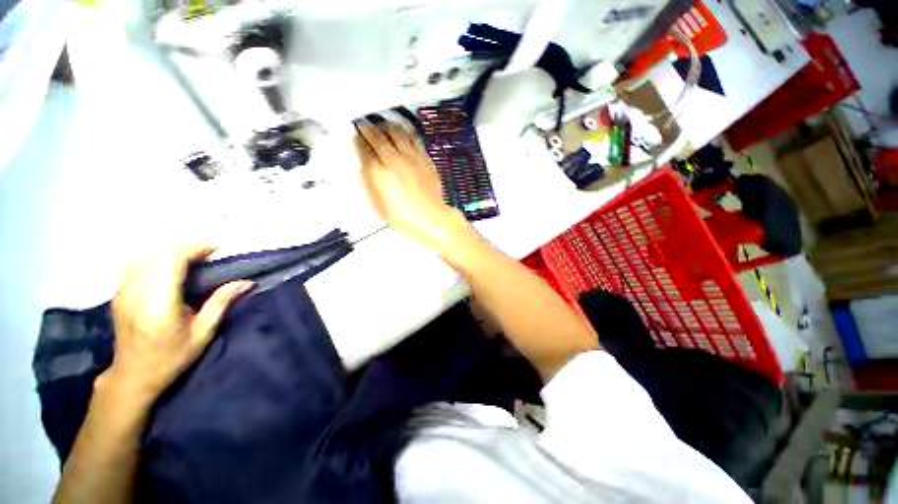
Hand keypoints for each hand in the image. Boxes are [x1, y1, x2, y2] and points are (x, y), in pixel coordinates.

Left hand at [106, 243, 253, 406]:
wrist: (133, 375)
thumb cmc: (172, 357)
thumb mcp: (203, 333)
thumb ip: (221, 303)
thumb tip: (246, 282)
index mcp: (159, 302)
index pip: (172, 259)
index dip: (195, 248)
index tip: (216, 251)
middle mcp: (136, 291)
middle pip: (158, 252)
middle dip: (186, 247)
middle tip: (208, 255)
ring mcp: (123, 291)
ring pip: (145, 254)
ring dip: (170, 251)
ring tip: (191, 260)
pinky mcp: (119, 292)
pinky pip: (136, 263)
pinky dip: (156, 258)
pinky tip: (169, 269)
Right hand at [354, 123, 472, 252]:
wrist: (432, 218)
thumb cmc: (403, 217)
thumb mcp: (379, 205)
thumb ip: (370, 183)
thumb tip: (365, 165)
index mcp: (379, 173)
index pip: (364, 149)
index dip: (359, 141)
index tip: (356, 137)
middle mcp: (394, 160)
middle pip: (378, 137)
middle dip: (368, 129)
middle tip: (365, 126)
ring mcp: (411, 157)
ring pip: (396, 133)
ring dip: (386, 126)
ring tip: (382, 126)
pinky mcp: (425, 158)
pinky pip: (414, 139)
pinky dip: (405, 132)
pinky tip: (402, 132)